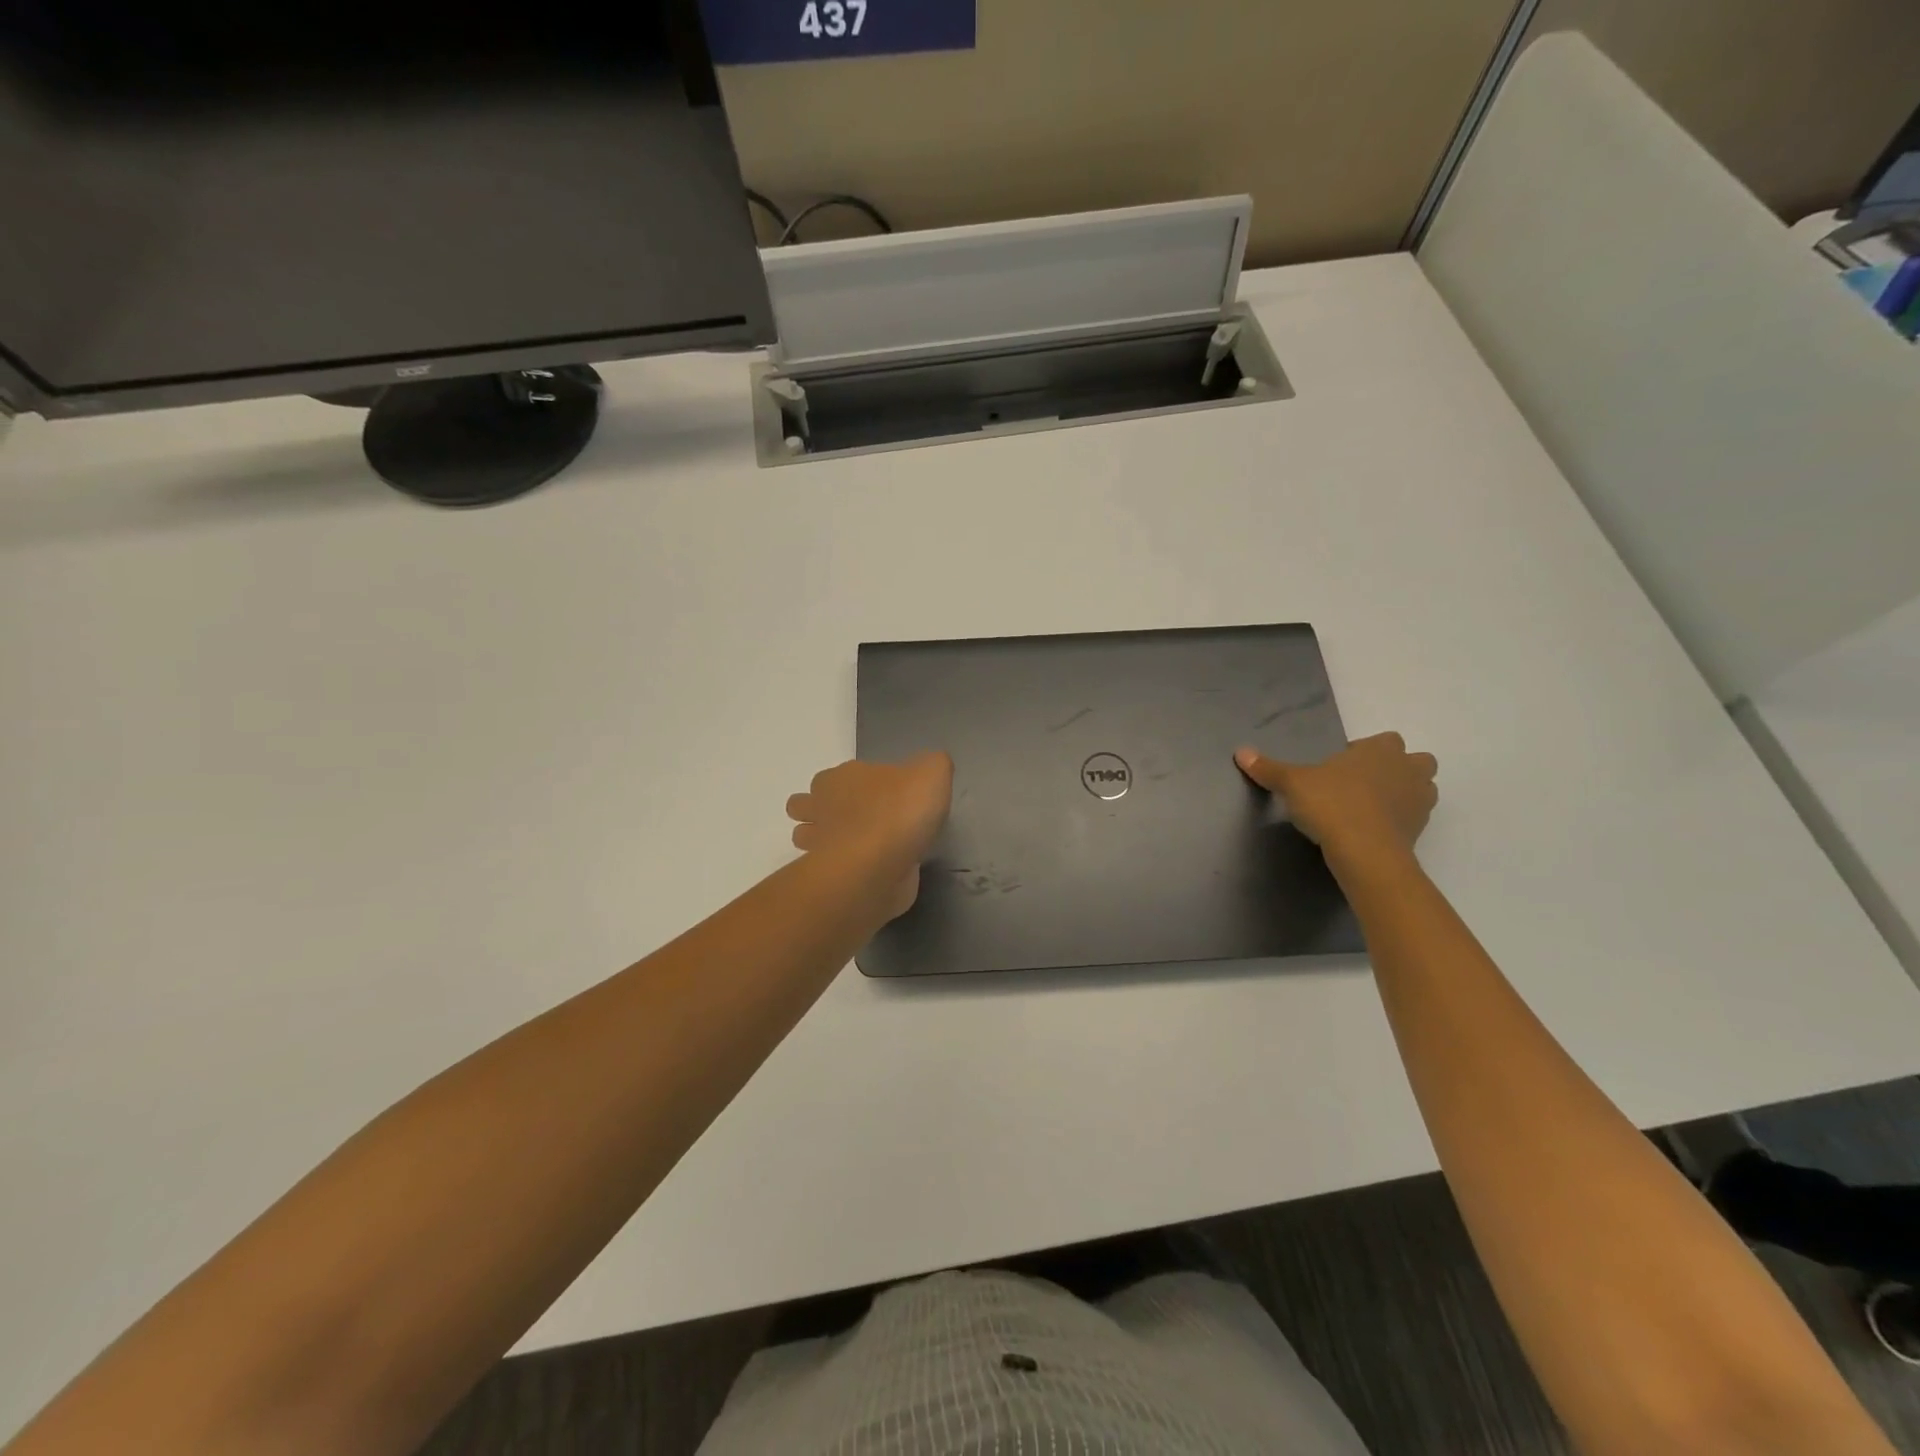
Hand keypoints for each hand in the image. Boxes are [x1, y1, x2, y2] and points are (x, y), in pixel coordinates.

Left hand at [787, 753, 954, 919]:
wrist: (878, 868)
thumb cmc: (900, 813)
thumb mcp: (932, 773)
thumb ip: (932, 765)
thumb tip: (929, 769)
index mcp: (842, 778)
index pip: (836, 775)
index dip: (853, 783)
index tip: (878, 795)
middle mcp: (822, 807)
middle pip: (805, 804)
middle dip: (820, 809)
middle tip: (855, 820)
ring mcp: (818, 845)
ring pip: (806, 837)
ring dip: (823, 841)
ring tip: (856, 847)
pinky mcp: (827, 877)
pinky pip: (827, 869)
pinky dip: (840, 869)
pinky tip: (867, 872)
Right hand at [1235, 733, 1437, 870]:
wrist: (1365, 852)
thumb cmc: (1331, 804)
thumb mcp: (1292, 783)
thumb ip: (1269, 768)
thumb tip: (1240, 751)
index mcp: (1381, 750)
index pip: (1383, 740)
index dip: (1365, 752)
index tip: (1341, 767)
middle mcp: (1407, 769)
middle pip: (1415, 761)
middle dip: (1396, 769)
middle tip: (1363, 784)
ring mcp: (1419, 801)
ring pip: (1422, 788)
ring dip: (1403, 793)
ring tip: (1371, 807)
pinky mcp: (1420, 830)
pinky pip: (1414, 818)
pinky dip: (1399, 821)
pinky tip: (1373, 830)